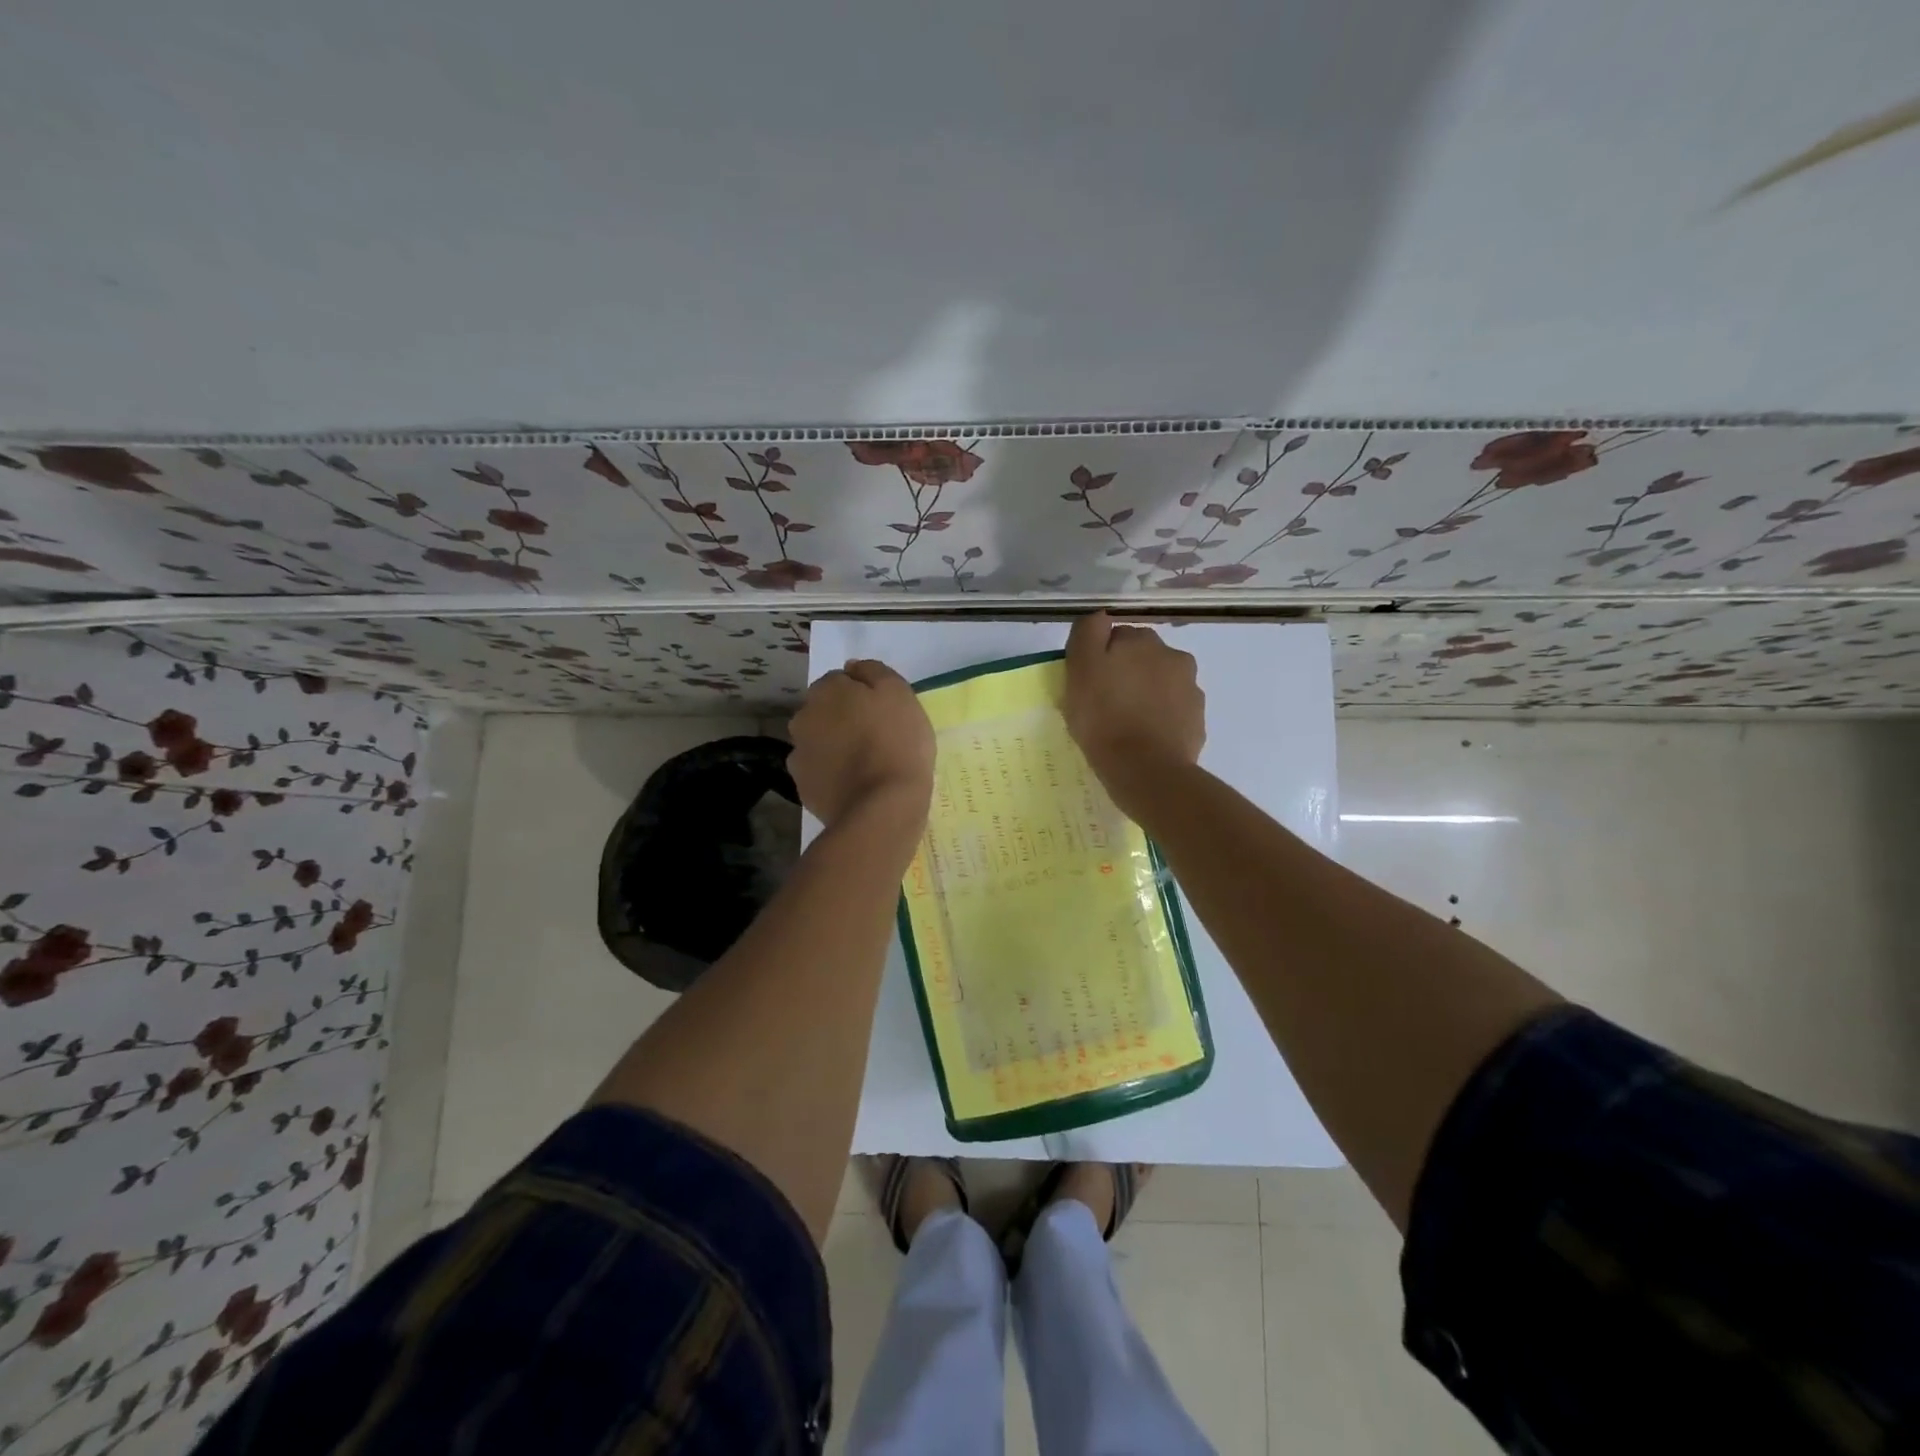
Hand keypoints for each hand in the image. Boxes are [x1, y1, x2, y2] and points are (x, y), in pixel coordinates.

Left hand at [789, 660, 934, 829]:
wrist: (882, 807)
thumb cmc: (897, 743)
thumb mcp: (899, 693)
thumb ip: (873, 671)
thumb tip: (852, 667)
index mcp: (826, 690)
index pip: (840, 681)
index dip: (862, 695)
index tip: (882, 712)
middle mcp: (803, 717)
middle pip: (824, 711)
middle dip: (843, 719)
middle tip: (875, 737)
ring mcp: (798, 754)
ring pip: (819, 741)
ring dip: (835, 746)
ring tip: (865, 764)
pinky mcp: (802, 786)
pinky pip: (820, 771)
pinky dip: (832, 774)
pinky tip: (854, 784)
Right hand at [1064, 613, 1204, 818]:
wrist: (1146, 769)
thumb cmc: (1103, 718)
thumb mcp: (1081, 669)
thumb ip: (1088, 633)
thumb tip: (1101, 617)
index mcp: (1142, 640)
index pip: (1117, 637)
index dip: (1100, 658)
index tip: (1089, 683)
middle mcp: (1173, 656)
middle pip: (1143, 659)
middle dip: (1128, 673)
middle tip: (1105, 704)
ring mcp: (1191, 690)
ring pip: (1161, 685)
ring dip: (1146, 695)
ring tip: (1126, 725)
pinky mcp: (1197, 721)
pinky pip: (1173, 713)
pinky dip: (1160, 719)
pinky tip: (1144, 739)